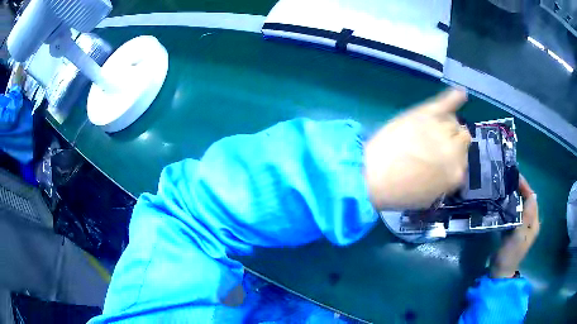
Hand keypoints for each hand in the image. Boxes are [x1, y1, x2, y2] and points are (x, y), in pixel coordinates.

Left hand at [363, 88, 470, 209]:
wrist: (373, 176)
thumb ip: (446, 181)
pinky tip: (461, 94)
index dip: (452, 159)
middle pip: (462, 138)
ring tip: (430, 131)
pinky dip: (454, 98)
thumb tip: (452, 168)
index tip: (441, 160)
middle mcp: (455, 149)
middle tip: (434, 146)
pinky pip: (446, 103)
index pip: (463, 159)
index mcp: (456, 173)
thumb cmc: (399, 193)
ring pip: (453, 122)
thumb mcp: (429, 197)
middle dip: (452, 142)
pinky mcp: (427, 113)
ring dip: (446, 126)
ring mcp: (441, 129)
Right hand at [490, 175, 539, 277]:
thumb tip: (533, 195)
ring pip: (520, 206)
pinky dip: (510, 206)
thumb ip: (527, 216)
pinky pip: (514, 213)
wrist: (500, 272)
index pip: (532, 199)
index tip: (516, 177)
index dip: (525, 187)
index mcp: (534, 223)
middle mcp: (530, 223)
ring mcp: (522, 227)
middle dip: (520, 190)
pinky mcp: (514, 230)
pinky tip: (503, 204)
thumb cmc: (510, 253)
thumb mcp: (519, 235)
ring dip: (514, 197)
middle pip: (527, 201)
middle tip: (508, 181)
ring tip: (504, 189)